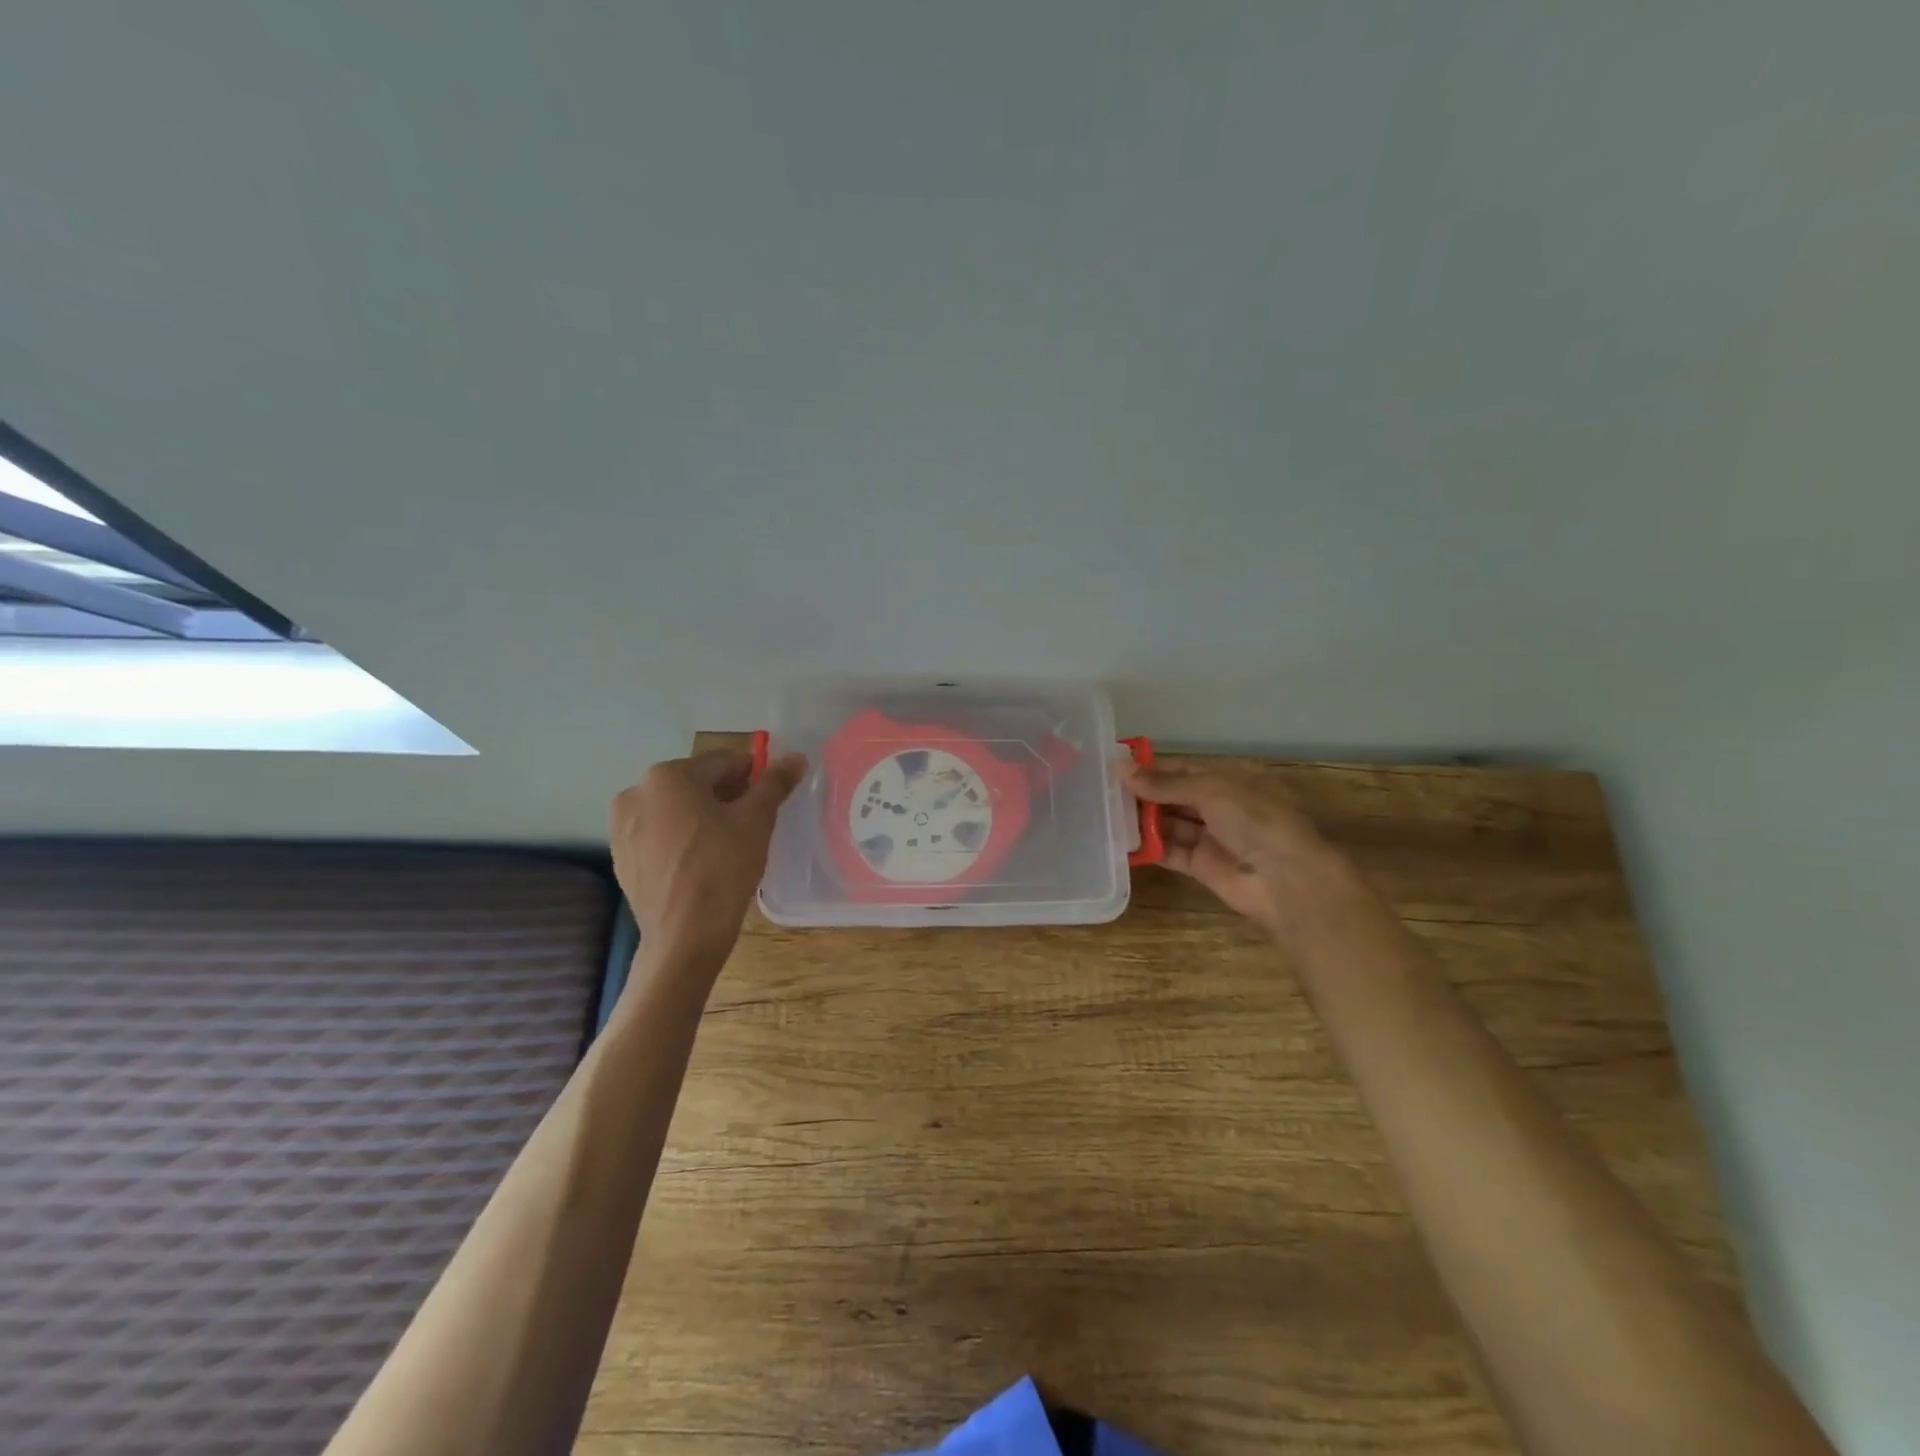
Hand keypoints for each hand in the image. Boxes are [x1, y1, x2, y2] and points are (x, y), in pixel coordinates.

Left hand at [611, 749, 805, 963]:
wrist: (683, 937)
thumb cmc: (722, 868)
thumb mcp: (756, 821)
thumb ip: (774, 784)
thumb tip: (795, 757)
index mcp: (669, 776)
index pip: (723, 762)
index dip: (752, 775)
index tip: (770, 796)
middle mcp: (637, 792)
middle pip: (695, 783)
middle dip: (726, 796)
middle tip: (752, 822)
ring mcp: (623, 826)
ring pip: (675, 809)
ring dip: (702, 816)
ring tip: (727, 844)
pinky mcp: (621, 856)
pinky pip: (659, 834)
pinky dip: (680, 838)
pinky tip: (700, 862)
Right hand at [1122, 759, 1365, 940]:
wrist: (1285, 878)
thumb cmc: (1254, 819)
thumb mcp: (1210, 790)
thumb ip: (1164, 783)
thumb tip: (1120, 768)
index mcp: (1229, 778)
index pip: (1182, 768)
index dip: (1151, 767)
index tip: (1115, 767)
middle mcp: (1219, 805)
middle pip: (1173, 795)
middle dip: (1143, 794)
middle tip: (1102, 792)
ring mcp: (1211, 836)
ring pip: (1169, 823)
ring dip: (1142, 820)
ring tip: (1105, 814)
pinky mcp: (1201, 865)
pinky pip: (1169, 852)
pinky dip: (1148, 847)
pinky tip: (1120, 842)